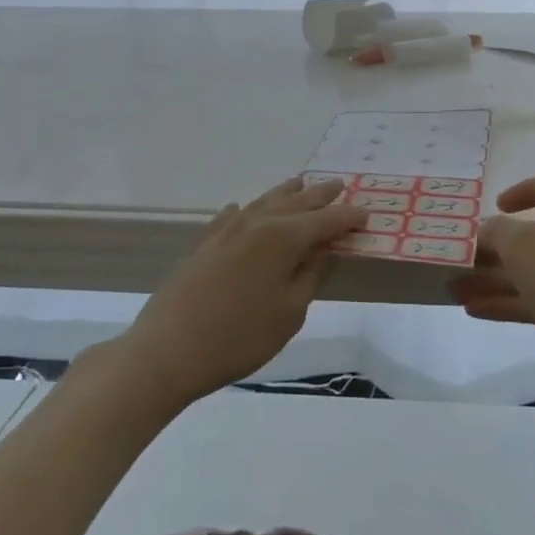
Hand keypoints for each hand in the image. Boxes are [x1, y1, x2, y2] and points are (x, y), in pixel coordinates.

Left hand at [123, 178, 366, 407]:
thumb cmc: (239, 337)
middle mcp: (257, 224)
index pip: (325, 222)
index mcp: (283, 238)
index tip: (366, 214)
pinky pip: (231, 216)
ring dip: (286, 193)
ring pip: (263, 202)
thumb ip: (310, 276)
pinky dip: (247, 209)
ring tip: (301, 183)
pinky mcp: (203, 245)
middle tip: (339, 185)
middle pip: (295, 203)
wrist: (167, 351)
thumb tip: (324, 251)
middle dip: (320, 196)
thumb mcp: (290, 313)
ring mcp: (226, 231)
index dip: (347, 218)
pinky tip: (246, 208)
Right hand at [448, 171, 534, 348]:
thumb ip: (495, 232)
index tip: (498, 205)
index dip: (525, 190)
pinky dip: (509, 303)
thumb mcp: (519, 244)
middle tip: (464, 256)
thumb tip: (485, 229)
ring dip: (494, 278)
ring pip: (532, 271)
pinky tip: (475, 311)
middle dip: (496, 246)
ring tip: (455, 289)